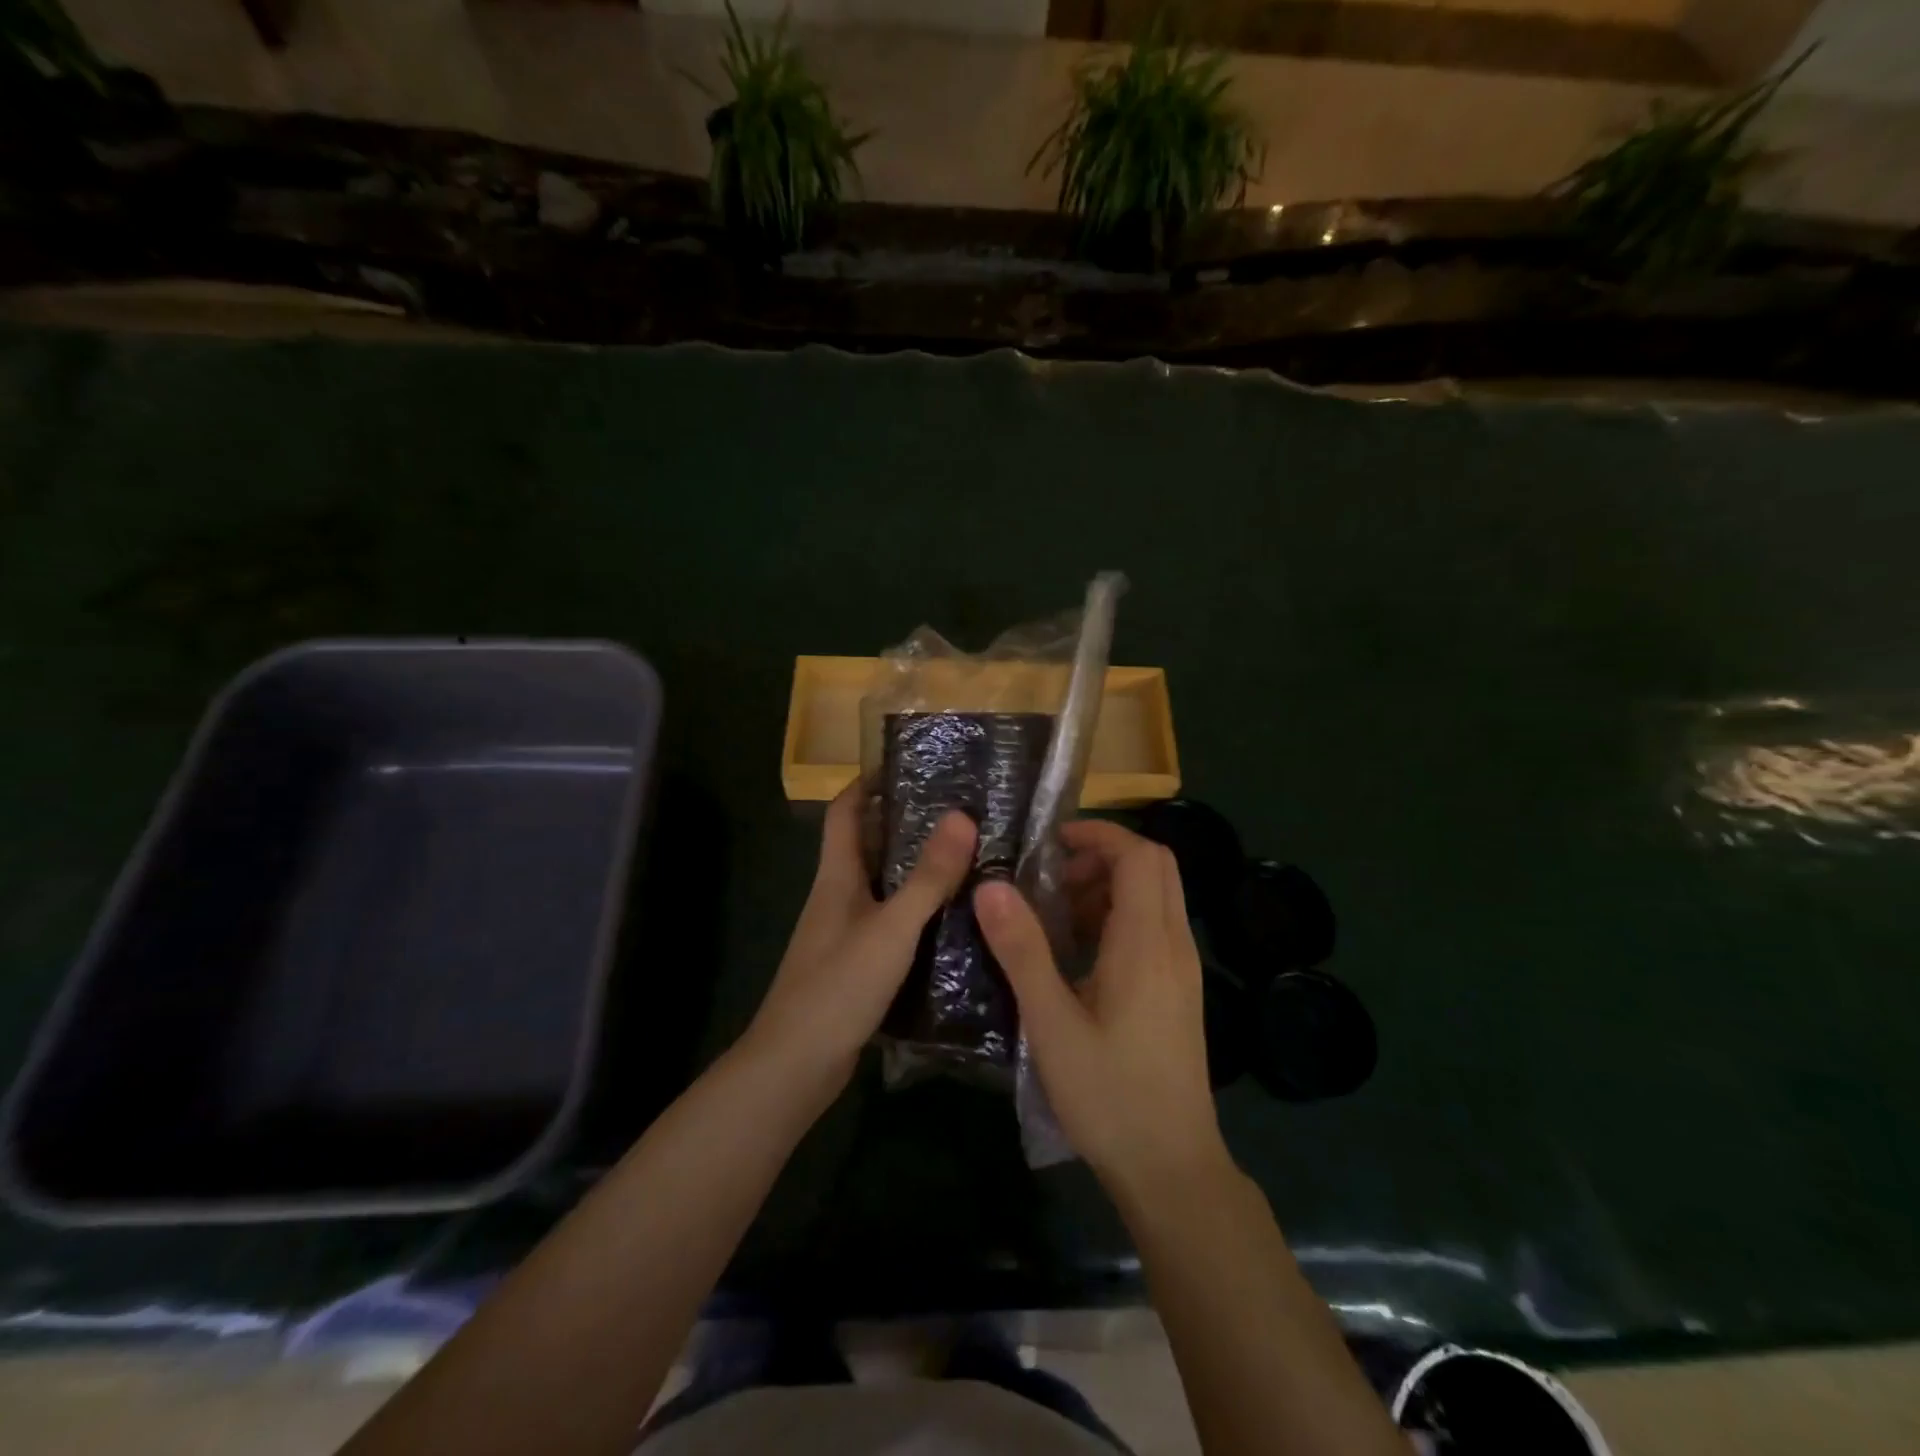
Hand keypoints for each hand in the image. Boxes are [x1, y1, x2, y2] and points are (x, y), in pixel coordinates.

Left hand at [745, 782, 976, 1102]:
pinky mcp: (856, 966)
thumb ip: (927, 877)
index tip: (908, 765)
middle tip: (958, 812)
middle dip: (904, 824)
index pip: (844, 812)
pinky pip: (890, 925)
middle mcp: (837, 897)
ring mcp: (845, 934)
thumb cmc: (838, 986)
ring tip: (966, 859)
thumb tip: (962, 816)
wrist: (796, 1067)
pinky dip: (917, 914)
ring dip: (915, 870)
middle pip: (867, 846)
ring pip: (882, 887)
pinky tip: (953, 922)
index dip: (867, 783)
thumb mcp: (891, 928)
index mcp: (837, 877)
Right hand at [974, 820, 1230, 1199]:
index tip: (1052, 842)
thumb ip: (1022, 951)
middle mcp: (1174, 945)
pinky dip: (1122, 915)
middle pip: (1156, 866)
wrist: (1172, 1169)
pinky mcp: (1179, 991)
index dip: (1100, 833)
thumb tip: (990, 886)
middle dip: (1105, 855)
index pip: (1139, 855)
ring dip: (1112, 885)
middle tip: (1054, 877)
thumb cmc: (1109, 1095)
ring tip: (1060, 912)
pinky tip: (1082, 953)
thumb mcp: (1052, 1023)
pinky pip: (1156, 927)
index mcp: (1147, 944)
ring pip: (1158, 896)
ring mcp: (1182, 969)